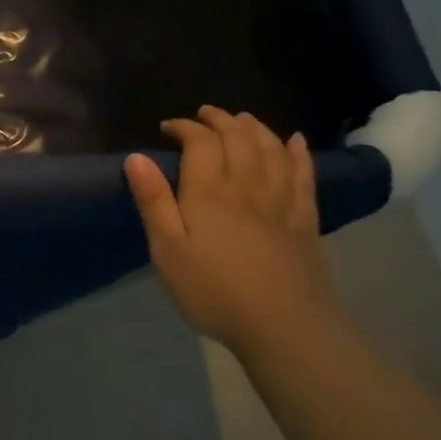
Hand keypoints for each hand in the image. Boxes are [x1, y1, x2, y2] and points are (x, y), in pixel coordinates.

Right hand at [124, 107, 336, 356]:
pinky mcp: (304, 220)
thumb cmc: (212, 290)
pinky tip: (294, 141)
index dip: (185, 128)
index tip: (168, 127)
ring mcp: (280, 201)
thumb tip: (136, 156)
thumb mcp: (167, 250)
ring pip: (271, 150)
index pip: (200, 143)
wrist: (282, 325)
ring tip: (242, 119)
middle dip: (221, 120)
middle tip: (205, 114)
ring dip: (255, 128)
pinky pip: (302, 175)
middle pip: (238, 138)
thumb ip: (153, 202)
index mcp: (208, 193)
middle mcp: (246, 186)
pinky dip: (297, 153)